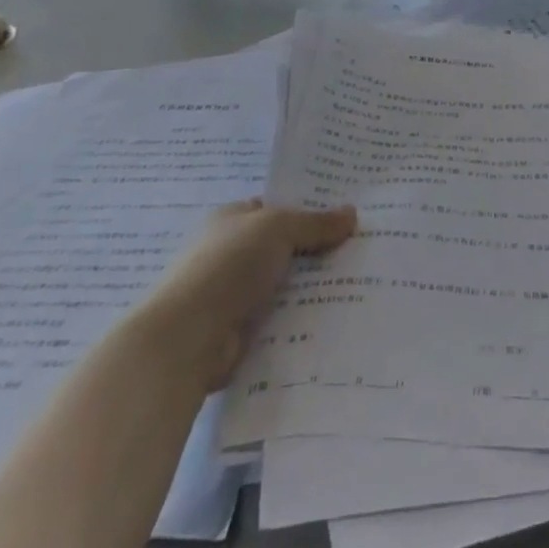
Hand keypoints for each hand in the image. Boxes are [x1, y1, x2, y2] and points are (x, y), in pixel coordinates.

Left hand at [135, 200, 355, 390]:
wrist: (187, 338)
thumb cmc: (228, 265)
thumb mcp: (279, 228)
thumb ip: (315, 223)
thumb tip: (351, 213)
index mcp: (231, 219)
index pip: (275, 209)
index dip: (308, 210)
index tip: (344, 216)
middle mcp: (231, 253)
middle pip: (284, 247)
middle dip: (316, 249)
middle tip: (361, 248)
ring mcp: (233, 294)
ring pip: (284, 284)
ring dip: (311, 286)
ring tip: (358, 281)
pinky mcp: (239, 331)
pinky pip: (279, 317)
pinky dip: (300, 317)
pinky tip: (333, 315)